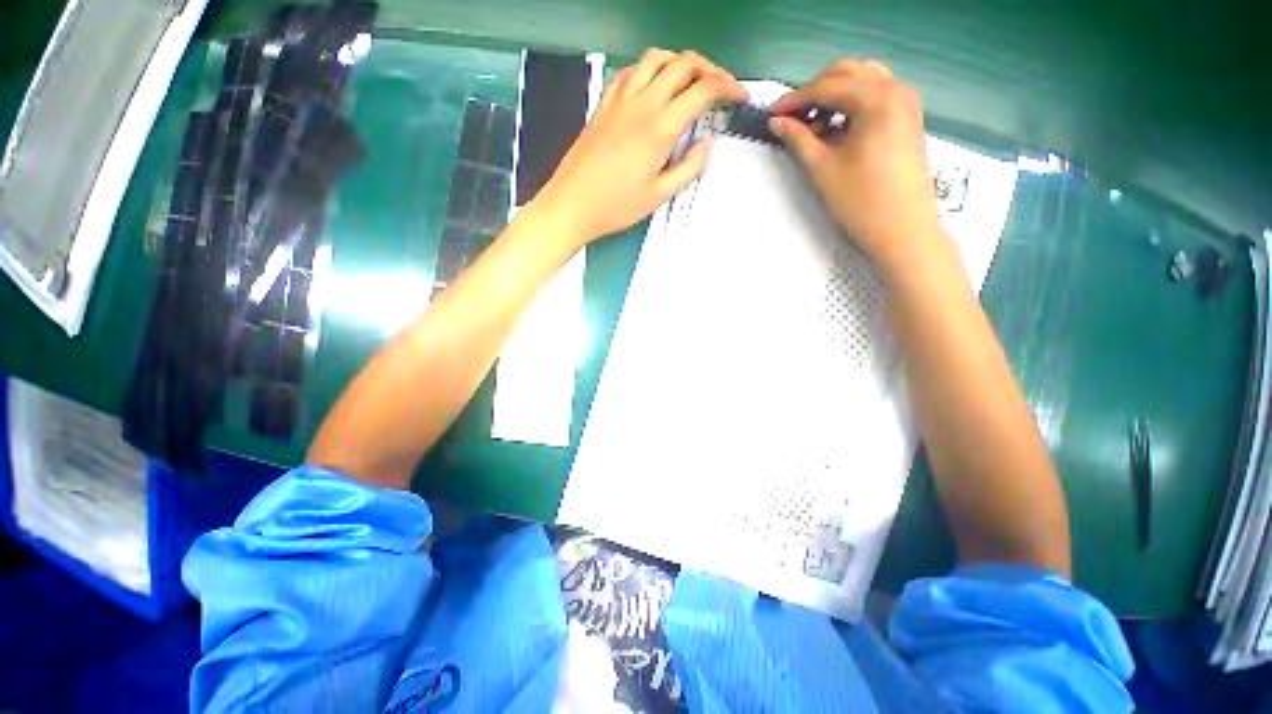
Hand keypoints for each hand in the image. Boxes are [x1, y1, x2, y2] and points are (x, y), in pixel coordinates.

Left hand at [534, 49, 747, 245]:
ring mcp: (619, 100)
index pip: (703, 90)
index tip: (739, 96)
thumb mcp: (658, 196)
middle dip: (709, 69)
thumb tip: (707, 144)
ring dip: (680, 62)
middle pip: (682, 64)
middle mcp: (642, 103)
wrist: (571, 205)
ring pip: (655, 58)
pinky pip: (630, 71)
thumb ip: (688, 168)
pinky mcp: (603, 104)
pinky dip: (649, 69)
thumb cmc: (615, 207)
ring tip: (691, 80)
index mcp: (659, 128)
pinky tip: (653, 85)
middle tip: (721, 87)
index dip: (728, 87)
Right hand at [769, 60, 942, 271]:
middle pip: (847, 72)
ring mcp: (907, 102)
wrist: (903, 229)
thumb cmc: (860, 201)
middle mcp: (896, 89)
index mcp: (876, 98)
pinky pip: (876, 94)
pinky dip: (852, 103)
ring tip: (815, 127)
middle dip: (814, 91)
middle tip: (792, 121)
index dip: (794, 100)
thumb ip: (798, 139)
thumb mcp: (822, 169)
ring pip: (863, 80)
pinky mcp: (909, 117)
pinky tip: (838, 129)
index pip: (826, 86)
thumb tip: (777, 121)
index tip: (771, 115)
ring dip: (834, 95)